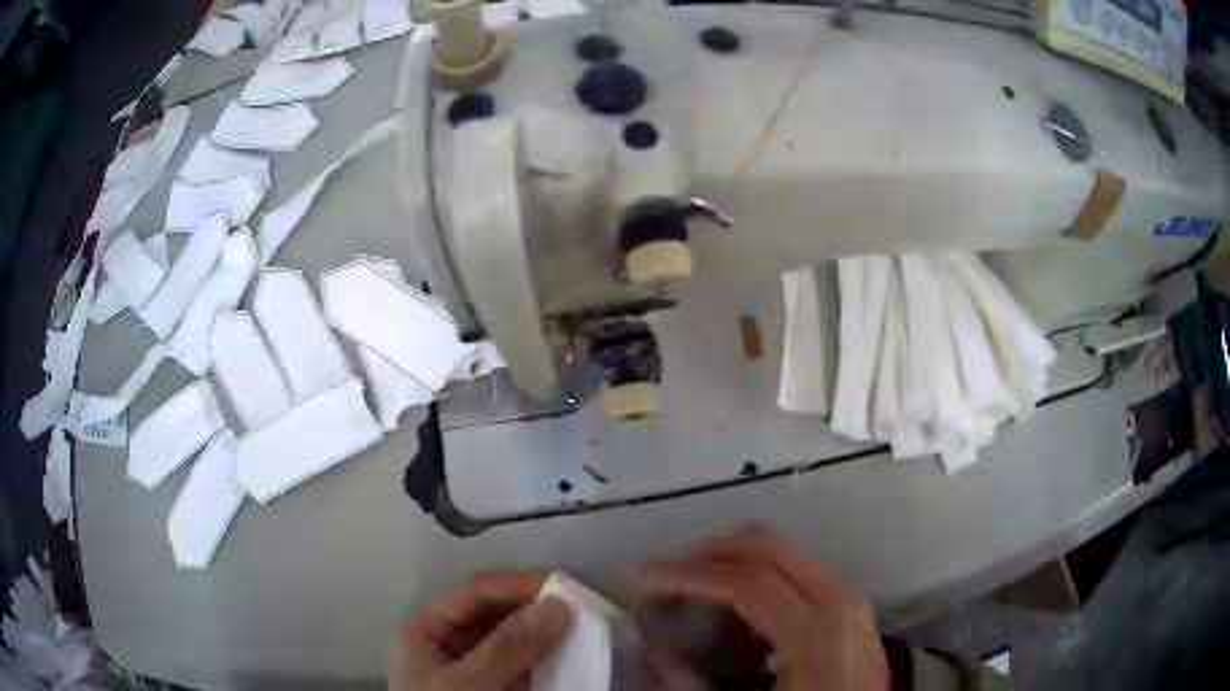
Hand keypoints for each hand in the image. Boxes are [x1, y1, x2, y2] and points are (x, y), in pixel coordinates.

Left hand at [390, 571, 572, 690]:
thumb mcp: (468, 684)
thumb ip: (507, 648)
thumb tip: (558, 606)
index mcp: (429, 631)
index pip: (477, 593)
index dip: (518, 584)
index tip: (565, 587)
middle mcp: (453, 645)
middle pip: (498, 615)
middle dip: (538, 610)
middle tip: (584, 609)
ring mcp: (477, 671)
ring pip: (516, 642)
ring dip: (548, 637)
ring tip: (586, 631)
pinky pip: (526, 669)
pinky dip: (549, 664)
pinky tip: (575, 661)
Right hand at [628, 527, 888, 690]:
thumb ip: (692, 685)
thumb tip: (653, 652)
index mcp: (815, 628)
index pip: (743, 581)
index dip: (684, 574)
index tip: (635, 573)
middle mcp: (837, 597)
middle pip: (765, 549)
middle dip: (705, 556)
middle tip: (661, 576)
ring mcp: (847, 597)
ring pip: (781, 555)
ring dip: (731, 566)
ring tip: (692, 599)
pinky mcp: (848, 605)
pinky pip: (796, 575)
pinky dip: (758, 583)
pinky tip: (737, 621)